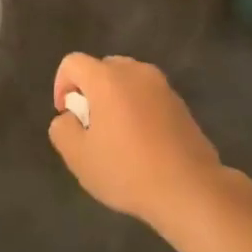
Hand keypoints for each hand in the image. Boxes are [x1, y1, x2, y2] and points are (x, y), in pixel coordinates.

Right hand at [48, 54, 224, 236]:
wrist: (189, 188)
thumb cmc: (127, 170)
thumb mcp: (78, 157)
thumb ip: (62, 129)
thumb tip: (69, 117)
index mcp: (107, 78)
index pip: (73, 62)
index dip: (61, 85)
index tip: (67, 116)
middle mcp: (135, 72)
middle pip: (102, 68)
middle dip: (90, 91)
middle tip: (91, 126)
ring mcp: (162, 86)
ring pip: (127, 81)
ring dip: (115, 99)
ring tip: (117, 136)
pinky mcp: (180, 103)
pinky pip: (148, 96)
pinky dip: (138, 109)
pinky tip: (142, 143)